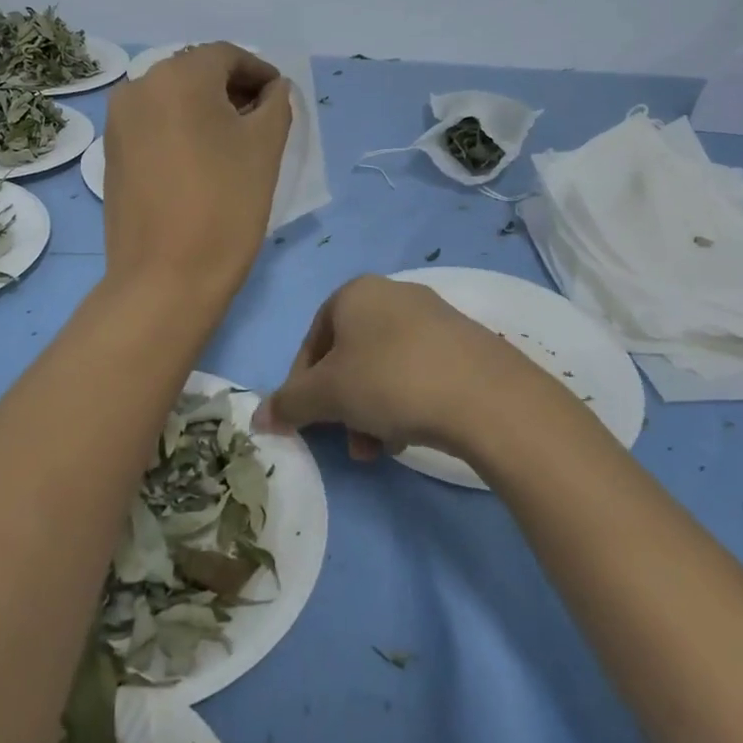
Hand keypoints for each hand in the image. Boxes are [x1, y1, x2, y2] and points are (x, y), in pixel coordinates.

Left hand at [102, 43, 291, 301]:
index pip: (227, 56)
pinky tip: (201, 160)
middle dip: (232, 90)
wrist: (165, 277)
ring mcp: (118, 121)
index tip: (281, 100)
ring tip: (234, 143)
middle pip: (196, 73)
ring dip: (206, 110)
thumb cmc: (225, 205)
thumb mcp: (265, 148)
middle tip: (263, 121)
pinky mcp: (112, 153)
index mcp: (178, 76)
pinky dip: (181, 129)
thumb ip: (276, 104)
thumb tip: (273, 89)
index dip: (260, 73)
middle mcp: (139, 86)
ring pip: (173, 99)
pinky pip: (154, 124)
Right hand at [254, 275, 571, 466]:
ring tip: (381, 449)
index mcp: (354, 293)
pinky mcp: (463, 343)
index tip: (305, 421)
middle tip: (347, 441)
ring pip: (383, 368)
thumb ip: (289, 404)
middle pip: (349, 357)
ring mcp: (432, 317)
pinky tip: (411, 435)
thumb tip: (258, 417)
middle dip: (341, 405)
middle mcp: (392, 294)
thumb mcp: (327, 394)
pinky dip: (405, 402)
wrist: (483, 394)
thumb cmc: (389, 380)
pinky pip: (417, 372)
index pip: (312, 340)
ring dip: (371, 411)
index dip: (301, 384)